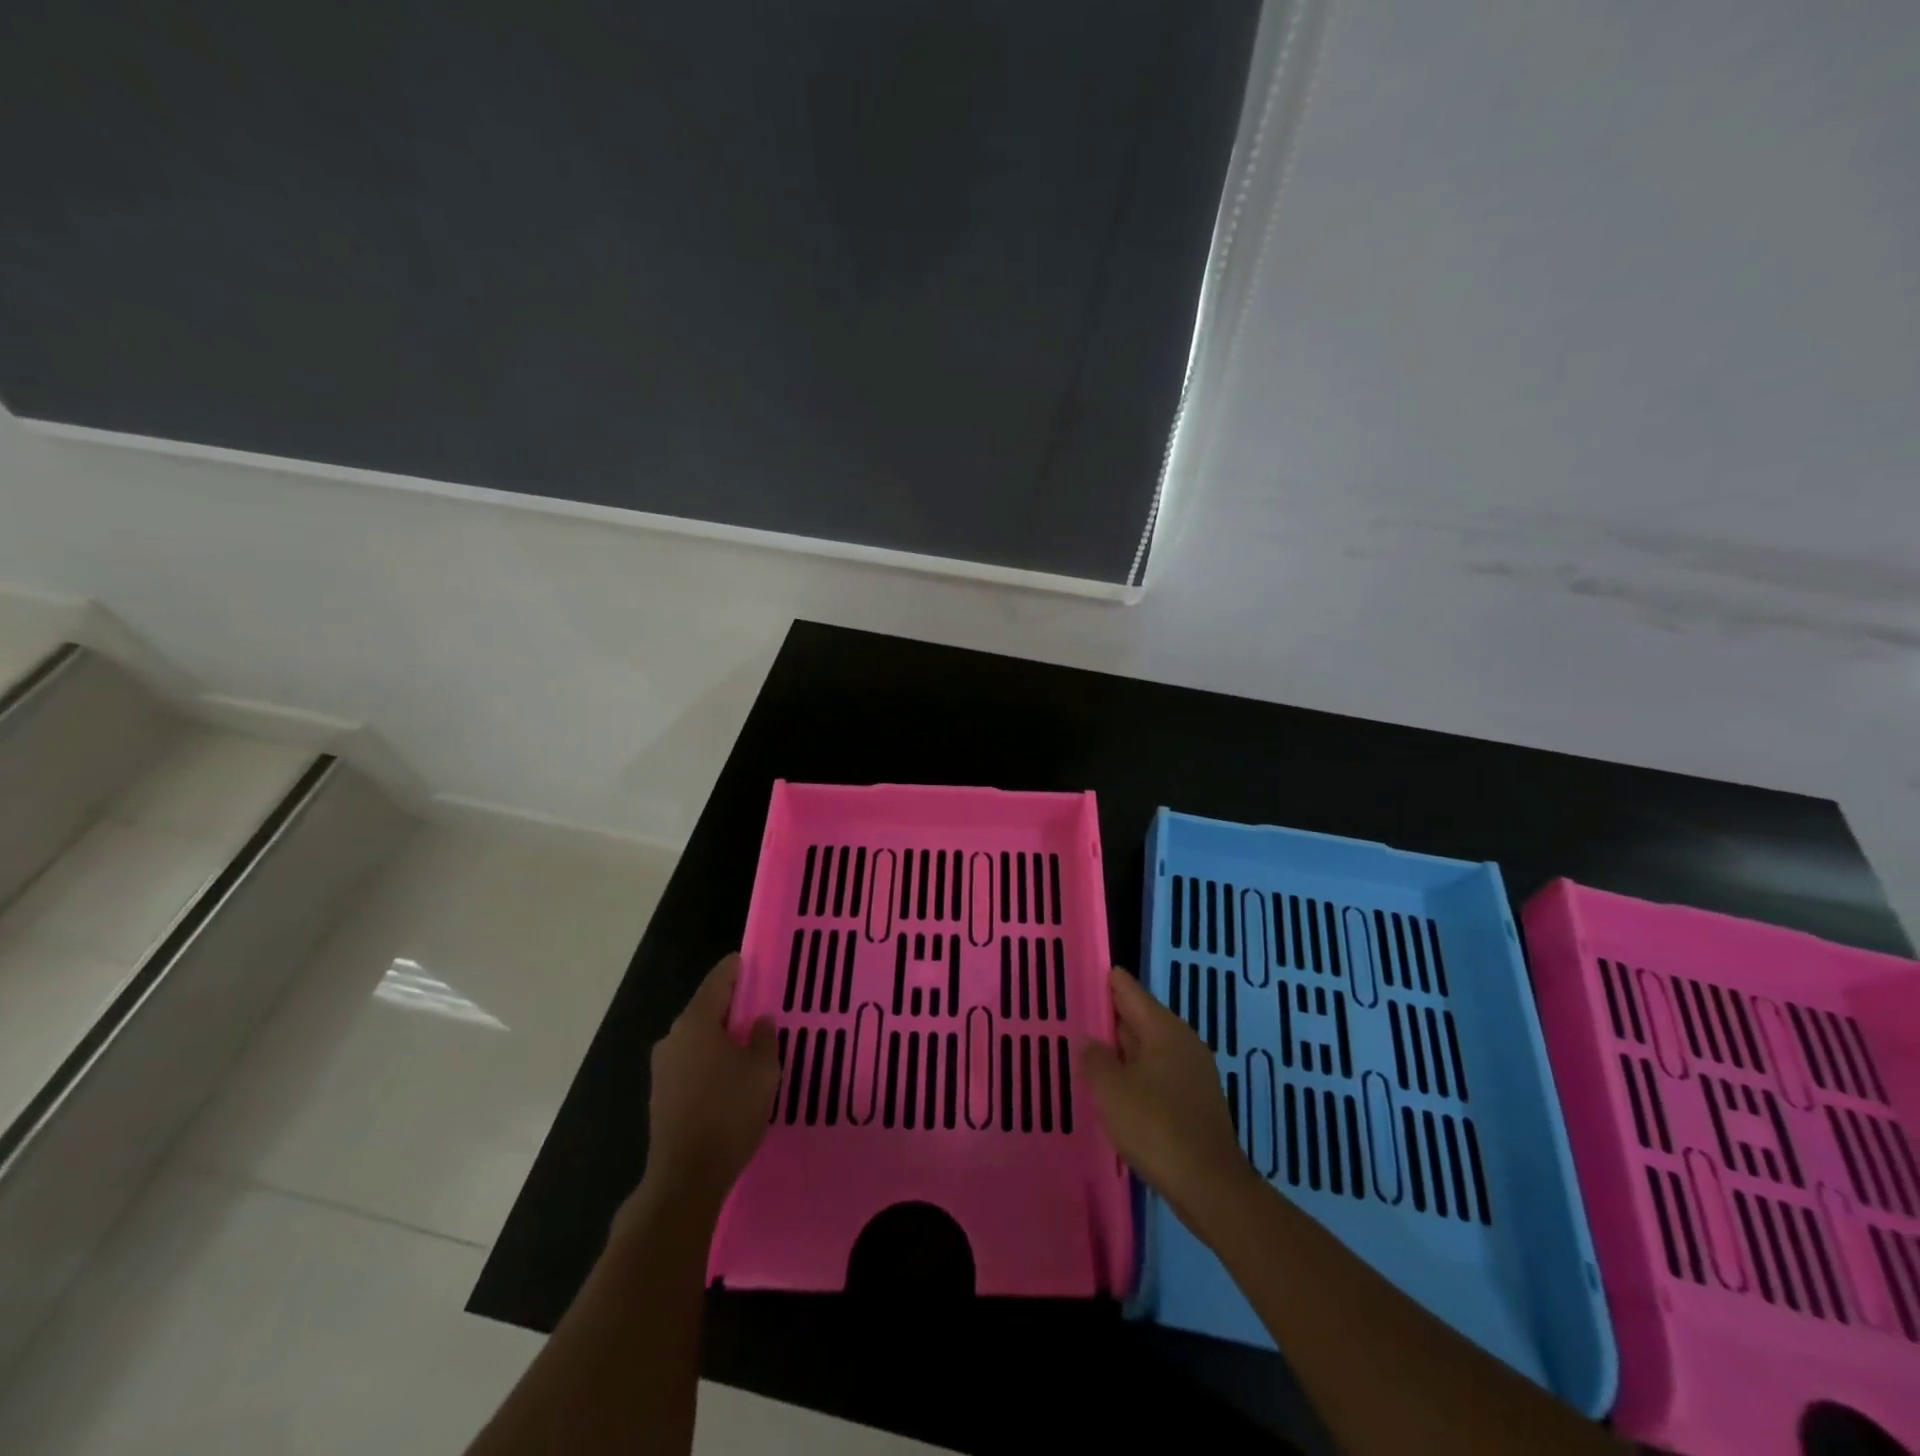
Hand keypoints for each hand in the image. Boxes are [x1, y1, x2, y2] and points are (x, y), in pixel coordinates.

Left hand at [637, 953, 779, 1214]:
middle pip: (706, 1007)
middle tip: (762, 1006)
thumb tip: (760, 1021)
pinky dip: (711, 1058)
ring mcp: (663, 1067)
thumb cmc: (730, 1112)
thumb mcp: (763, 1071)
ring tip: (751, 1043)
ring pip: (698, 1037)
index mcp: (696, 1022)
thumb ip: (765, 1038)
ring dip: (722, 1035)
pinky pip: (691, 1061)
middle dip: (733, 1005)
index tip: (755, 962)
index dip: (738, 968)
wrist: (686, 1177)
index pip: (719, 979)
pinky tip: (731, 1074)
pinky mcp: (662, 1094)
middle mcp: (673, 1037)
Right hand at [1078, 967, 1255, 1222]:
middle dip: (1110, 1017)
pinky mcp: (1195, 1102)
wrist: (1209, 1186)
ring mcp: (1193, 1073)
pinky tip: (1117, 1090)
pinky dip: (1136, 1074)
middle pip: (1140, 1018)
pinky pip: (1158, 1074)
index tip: (1082, 973)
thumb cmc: (1156, 1127)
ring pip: (1149, 1049)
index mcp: (1164, 1029)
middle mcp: (1182, 1042)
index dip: (1106, 981)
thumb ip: (1095, 1058)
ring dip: (1122, 1050)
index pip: (1129, 990)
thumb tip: (1090, 1042)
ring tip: (1089, 1052)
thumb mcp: (1111, 1089)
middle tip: (1077, 1014)